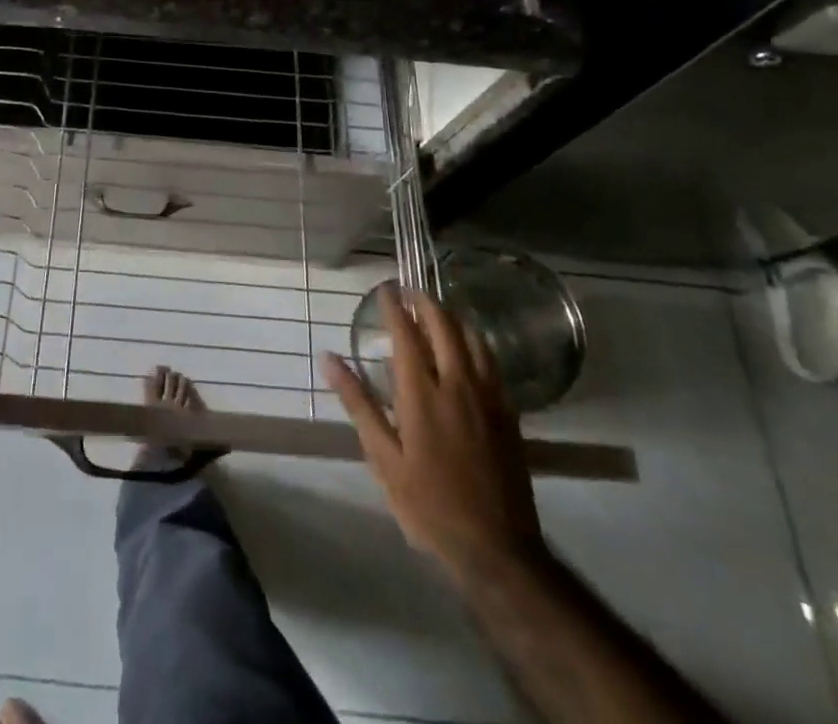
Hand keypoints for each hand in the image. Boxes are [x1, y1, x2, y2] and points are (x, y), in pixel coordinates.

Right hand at [322, 285, 542, 582]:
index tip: (383, 289)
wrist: (497, 549)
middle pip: (445, 325)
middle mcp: (457, 384)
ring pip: (474, 339)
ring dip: (453, 318)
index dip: (393, 306)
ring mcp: (489, 397)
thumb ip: (358, 403)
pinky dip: (475, 342)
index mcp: (422, 393)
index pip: (406, 333)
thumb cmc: (429, 504)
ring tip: (436, 312)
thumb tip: (329, 358)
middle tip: (409, 291)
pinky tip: (468, 348)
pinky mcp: (509, 414)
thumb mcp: (383, 458)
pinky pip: (492, 361)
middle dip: (426, 302)